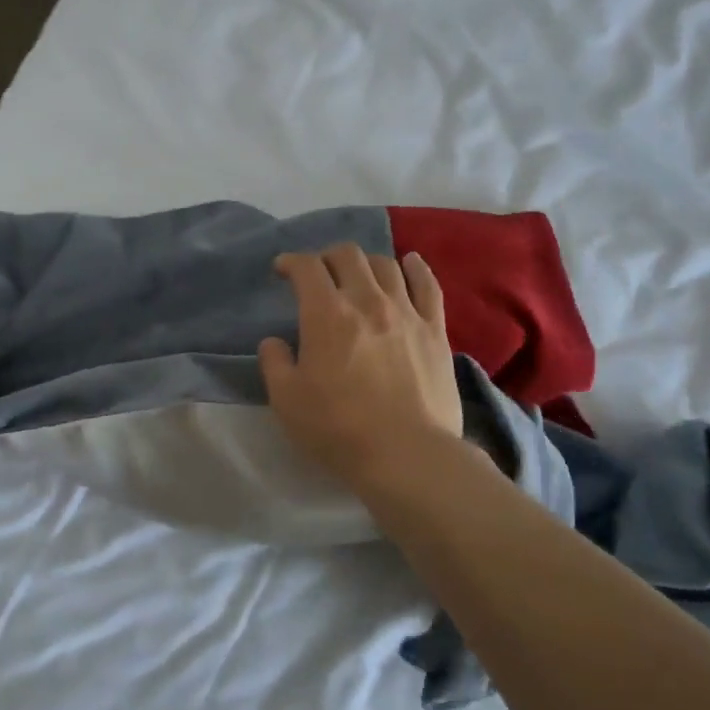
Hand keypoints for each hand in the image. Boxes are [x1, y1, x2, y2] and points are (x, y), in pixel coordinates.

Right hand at [258, 244, 462, 486]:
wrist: (406, 454)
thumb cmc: (339, 429)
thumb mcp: (287, 401)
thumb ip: (274, 363)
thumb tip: (274, 342)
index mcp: (327, 314)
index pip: (307, 268)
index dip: (291, 262)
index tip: (283, 270)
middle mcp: (367, 301)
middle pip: (348, 256)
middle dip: (327, 257)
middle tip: (319, 274)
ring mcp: (406, 312)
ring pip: (386, 265)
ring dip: (365, 263)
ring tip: (358, 276)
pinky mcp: (435, 330)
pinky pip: (428, 285)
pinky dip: (416, 268)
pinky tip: (409, 262)